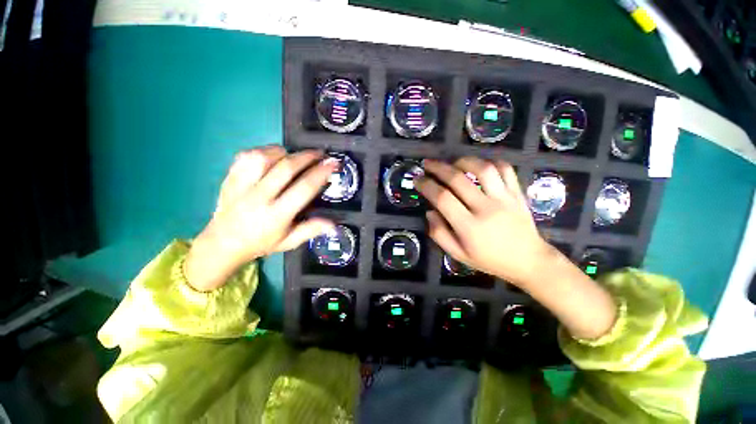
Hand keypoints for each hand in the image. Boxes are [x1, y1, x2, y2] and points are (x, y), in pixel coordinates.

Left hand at [185, 146, 337, 290]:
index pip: (303, 188)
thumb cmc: (261, 243)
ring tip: (295, 155)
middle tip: (320, 153)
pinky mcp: (230, 177)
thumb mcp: (289, 242)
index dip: (320, 173)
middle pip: (286, 168)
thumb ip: (310, 230)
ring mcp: (241, 185)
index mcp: (276, 215)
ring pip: (264, 157)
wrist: (222, 243)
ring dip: (285, 152)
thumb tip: (333, 223)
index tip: (332, 163)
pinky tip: (273, 156)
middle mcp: (259, 197)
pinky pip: (246, 156)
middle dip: (307, 157)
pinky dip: (263, 151)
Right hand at [416, 157, 550, 285]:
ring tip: (452, 163)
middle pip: (458, 179)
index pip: (443, 198)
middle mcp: (486, 208)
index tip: (417, 180)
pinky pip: (505, 169)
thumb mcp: (458, 255)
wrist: (529, 261)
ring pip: (482, 169)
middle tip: (427, 164)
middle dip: (438, 168)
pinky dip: (489, 162)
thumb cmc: (489, 260)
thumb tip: (429, 211)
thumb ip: (439, 234)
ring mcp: (505, 198)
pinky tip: (478, 166)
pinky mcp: (517, 193)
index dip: (427, 186)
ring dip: (463, 161)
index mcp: (469, 227)